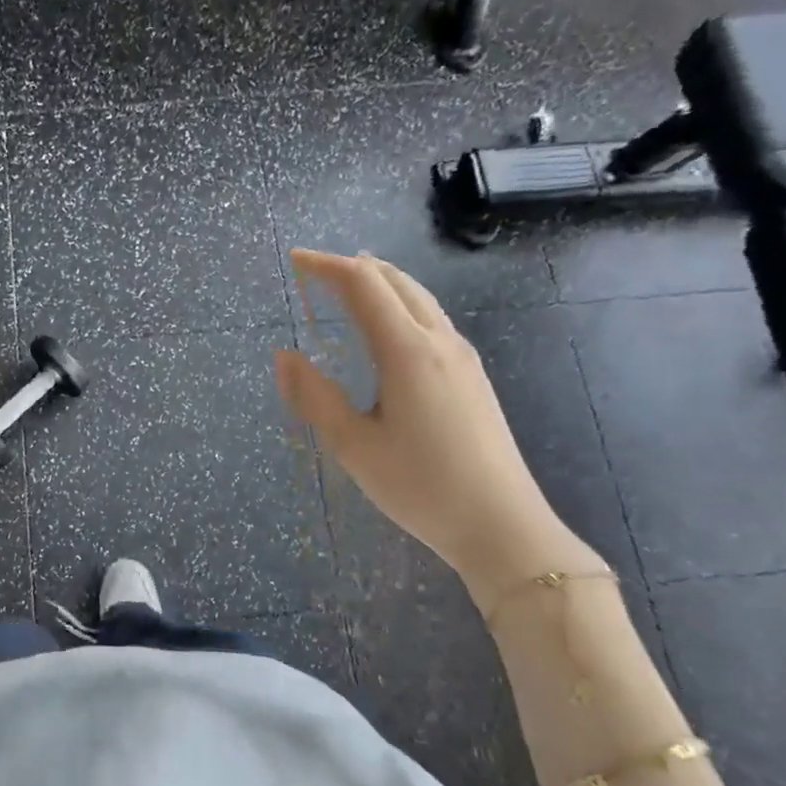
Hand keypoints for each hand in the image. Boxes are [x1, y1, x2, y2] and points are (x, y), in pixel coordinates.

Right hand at [274, 251, 600, 601]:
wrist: (502, 525)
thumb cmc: (420, 486)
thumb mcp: (353, 445)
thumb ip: (314, 396)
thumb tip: (283, 356)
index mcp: (406, 351)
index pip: (363, 285)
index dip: (325, 266)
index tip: (294, 260)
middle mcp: (439, 341)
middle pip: (395, 281)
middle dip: (353, 267)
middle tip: (316, 271)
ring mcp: (462, 357)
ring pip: (419, 298)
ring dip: (381, 282)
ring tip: (349, 286)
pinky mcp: (472, 376)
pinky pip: (431, 319)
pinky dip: (400, 304)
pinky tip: (388, 328)